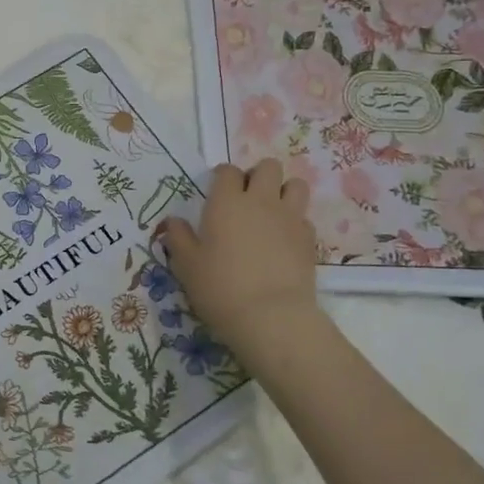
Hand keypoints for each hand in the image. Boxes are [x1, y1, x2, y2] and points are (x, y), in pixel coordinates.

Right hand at [159, 159, 319, 348]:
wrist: (270, 316)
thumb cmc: (219, 287)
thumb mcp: (186, 265)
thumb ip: (178, 238)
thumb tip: (173, 222)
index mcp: (226, 202)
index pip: (227, 171)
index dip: (222, 177)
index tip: (216, 192)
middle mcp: (261, 201)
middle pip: (268, 167)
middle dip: (258, 176)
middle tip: (246, 198)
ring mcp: (290, 218)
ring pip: (296, 185)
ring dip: (283, 191)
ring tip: (271, 212)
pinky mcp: (309, 239)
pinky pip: (304, 217)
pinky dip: (294, 222)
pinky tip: (283, 240)